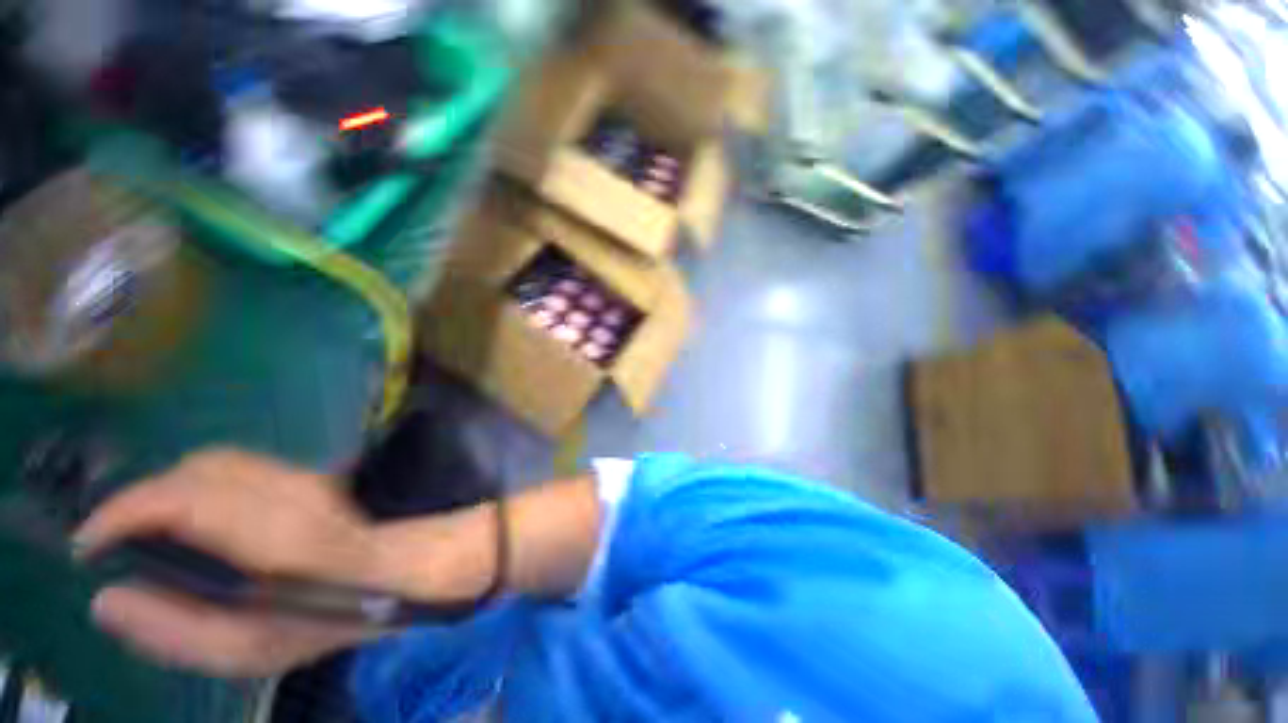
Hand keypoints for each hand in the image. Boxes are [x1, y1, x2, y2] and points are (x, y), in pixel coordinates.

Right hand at [75, 449, 385, 676]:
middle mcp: (290, 491)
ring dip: (167, 490)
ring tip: (149, 532)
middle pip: (192, 472)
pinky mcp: (306, 472)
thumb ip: (172, 632)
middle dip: (139, 502)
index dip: (122, 512)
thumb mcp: (246, 650)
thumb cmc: (320, 618)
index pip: (182, 497)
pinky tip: (193, 517)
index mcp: (277, 535)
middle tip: (117, 542)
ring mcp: (303, 475)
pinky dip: (197, 484)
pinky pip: (236, 465)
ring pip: (213, 462)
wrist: (386, 574)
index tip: (88, 543)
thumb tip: (105, 600)